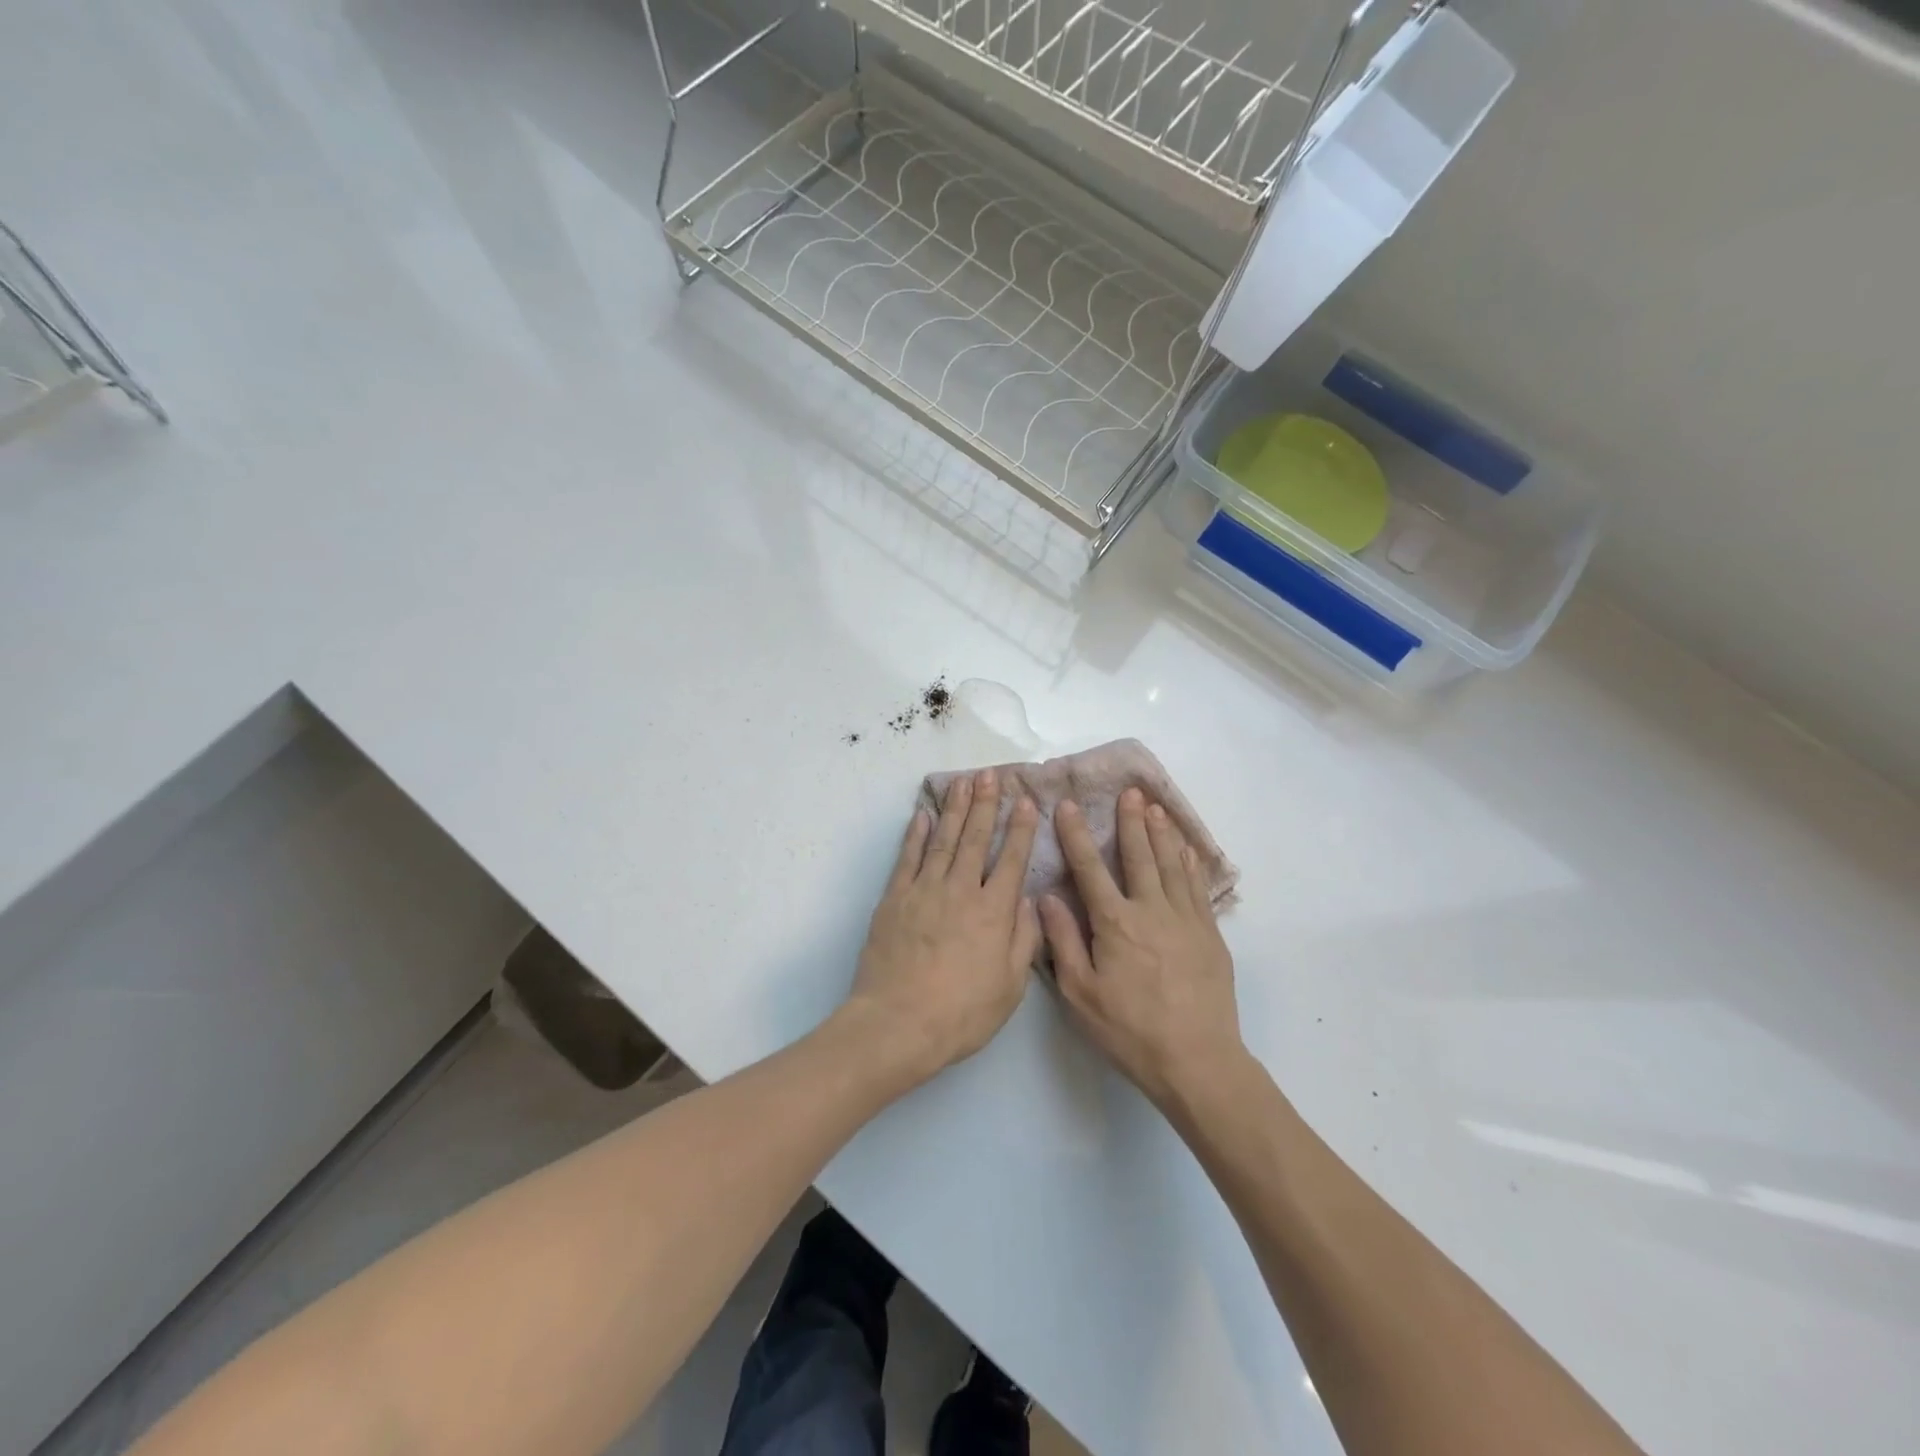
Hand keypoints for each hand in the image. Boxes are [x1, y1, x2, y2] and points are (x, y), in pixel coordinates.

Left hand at [847, 769, 1041, 1085]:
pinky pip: (908, 858)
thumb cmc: (961, 1013)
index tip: (1027, 802)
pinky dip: (916, 834)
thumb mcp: (1009, 987)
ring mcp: (924, 890)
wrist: (897, 1023)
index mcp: (994, 912)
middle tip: (991, 774)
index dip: (1021, 829)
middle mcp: (961, 890)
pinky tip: (923, 815)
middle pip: (976, 838)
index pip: (1013, 860)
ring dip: (955, 808)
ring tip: (963, 782)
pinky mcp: (895, 898)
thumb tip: (1027, 899)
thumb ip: (1023, 939)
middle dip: (986, 804)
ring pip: (944, 839)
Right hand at [1040, 787, 1240, 1108]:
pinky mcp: (1210, 935)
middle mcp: (1151, 910)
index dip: (1076, 834)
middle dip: (1130, 822)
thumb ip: (1063, 941)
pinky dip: (1189, 864)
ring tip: (1155, 807)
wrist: (1197, 1060)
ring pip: (1171, 865)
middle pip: (1139, 856)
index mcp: (1115, 923)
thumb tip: (1046, 896)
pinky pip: (1198, 888)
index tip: (1067, 806)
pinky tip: (1186, 850)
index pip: (1090, 868)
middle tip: (1128, 791)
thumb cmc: (1130, 1030)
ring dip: (1161, 834)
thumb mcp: (1081, 993)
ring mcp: (1186, 920)